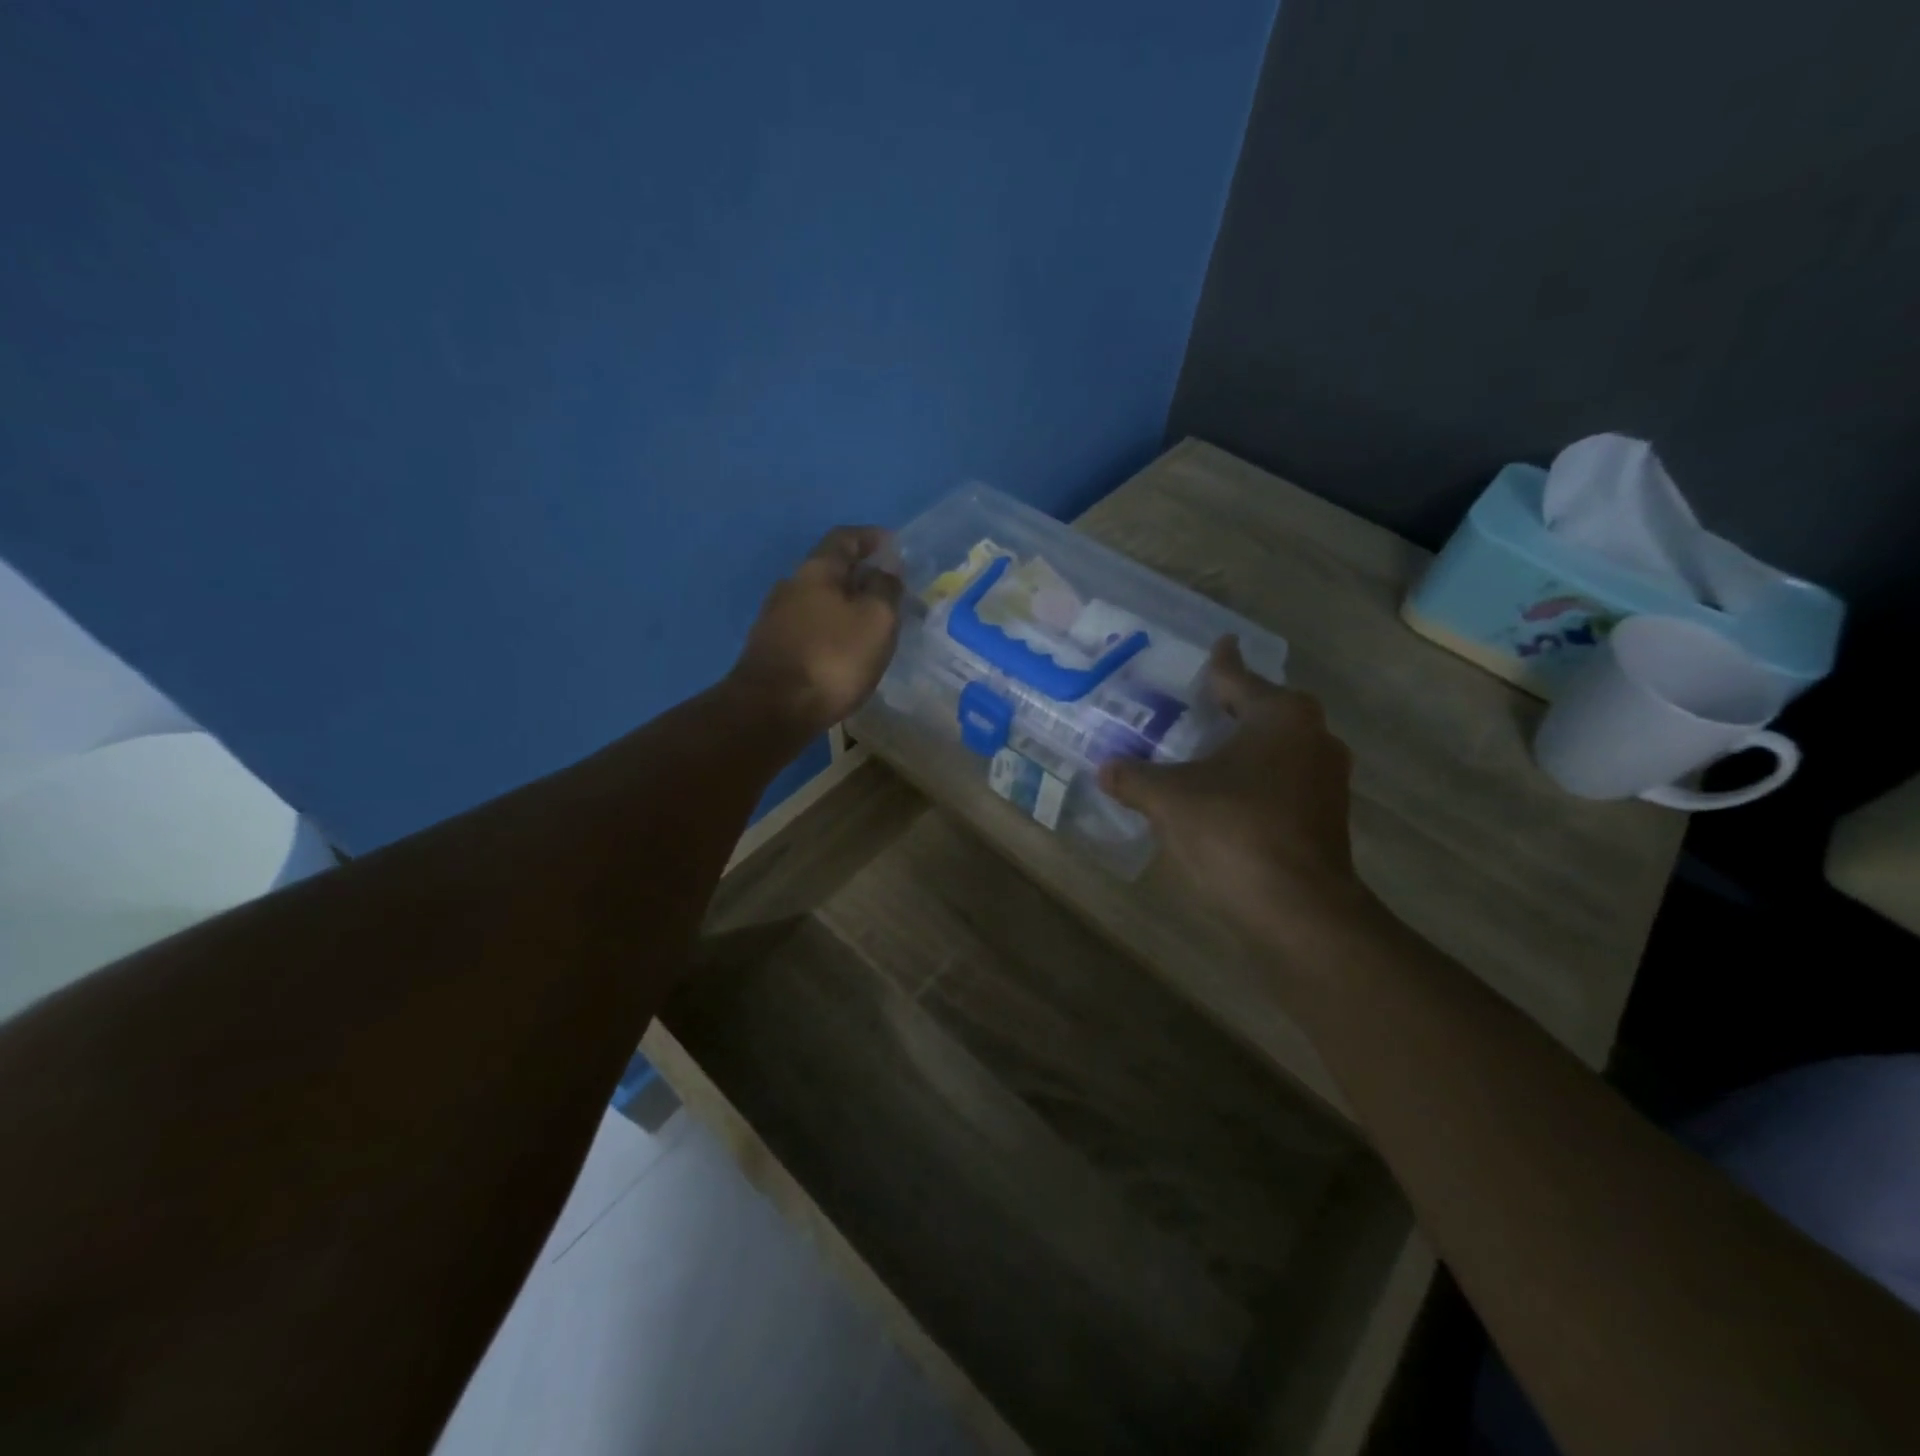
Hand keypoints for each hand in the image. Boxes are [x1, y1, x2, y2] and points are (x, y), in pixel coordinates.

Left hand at [727, 526, 903, 737]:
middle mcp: (790, 587)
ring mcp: (776, 620)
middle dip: (861, 576)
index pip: (844, 538)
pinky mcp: (772, 651)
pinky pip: (810, 629)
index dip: (871, 537)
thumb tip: (888, 567)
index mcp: (815, 571)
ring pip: (819, 602)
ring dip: (846, 607)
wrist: (772, 710)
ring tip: (872, 626)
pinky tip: (846, 652)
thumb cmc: (832, 658)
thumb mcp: (875, 620)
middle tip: (890, 592)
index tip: (893, 545)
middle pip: (829, 570)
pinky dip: (832, 631)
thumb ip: (885, 589)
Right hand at [1099, 637, 1375, 947]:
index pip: (1240, 677)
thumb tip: (1105, 769)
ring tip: (1206, 752)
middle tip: (1197, 704)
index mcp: (1280, 715)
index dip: (1224, 662)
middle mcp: (1313, 736)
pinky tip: (1225, 797)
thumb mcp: (1169, 799)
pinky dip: (1256, 780)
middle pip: (1265, 711)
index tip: (1222, 642)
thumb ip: (1134, 778)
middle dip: (1233, 708)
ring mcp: (1327, 779)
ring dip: (1245, 748)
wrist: (1298, 908)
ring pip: (1277, 749)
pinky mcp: (1328, 817)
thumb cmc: (1233, 830)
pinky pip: (1284, 782)